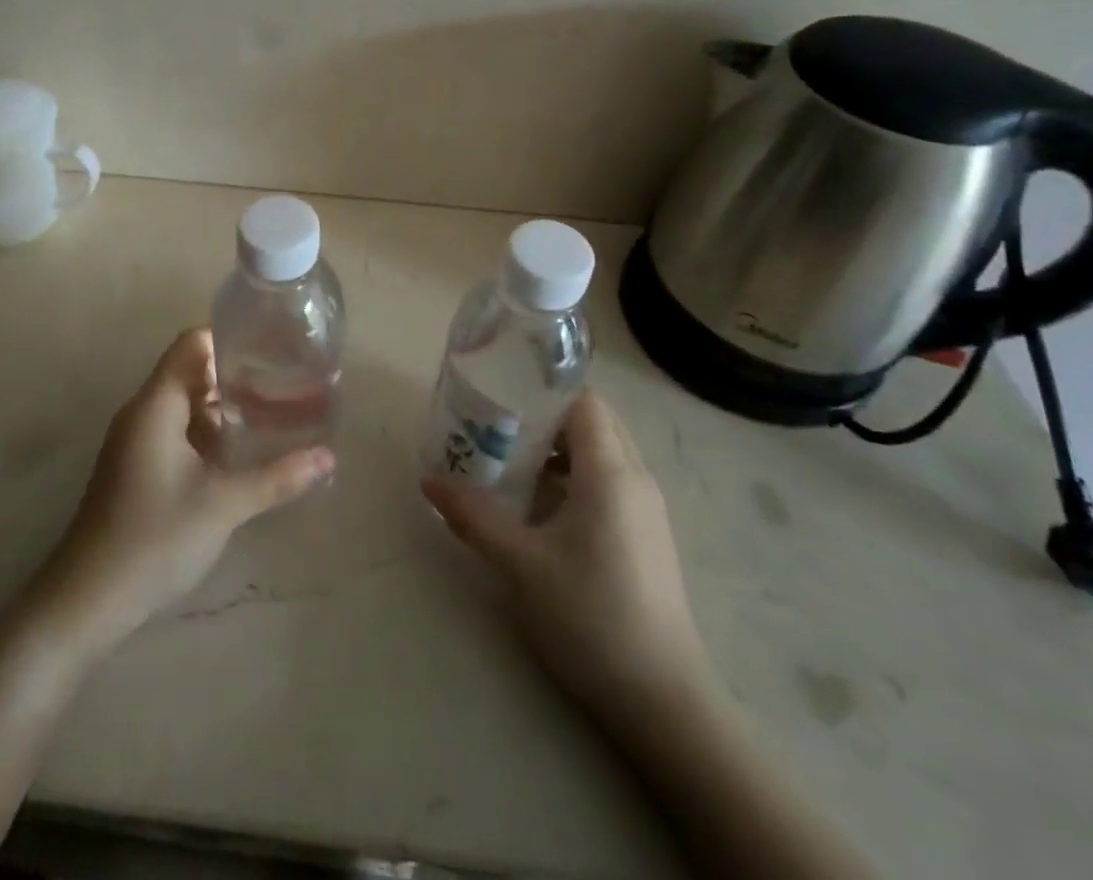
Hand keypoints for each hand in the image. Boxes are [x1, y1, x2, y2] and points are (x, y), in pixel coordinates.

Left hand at [32, 329, 333, 653]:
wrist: (87, 601)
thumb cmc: (154, 538)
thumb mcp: (224, 505)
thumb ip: (278, 477)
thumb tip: (329, 457)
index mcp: (156, 405)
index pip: (192, 343)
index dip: (230, 339)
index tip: (272, 350)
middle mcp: (142, 412)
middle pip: (191, 370)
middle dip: (235, 374)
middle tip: (283, 383)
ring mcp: (136, 440)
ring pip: (185, 403)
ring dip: (223, 406)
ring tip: (271, 413)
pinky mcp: (137, 466)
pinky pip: (176, 429)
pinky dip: (207, 431)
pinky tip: (239, 453)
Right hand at [422, 394, 711, 724]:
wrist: (663, 701)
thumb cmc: (590, 617)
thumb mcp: (520, 564)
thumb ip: (473, 516)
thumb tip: (429, 481)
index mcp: (611, 472)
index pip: (583, 401)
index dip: (543, 390)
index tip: (501, 396)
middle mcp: (637, 478)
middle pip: (593, 422)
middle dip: (546, 418)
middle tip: (497, 427)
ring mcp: (647, 508)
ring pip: (603, 452)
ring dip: (560, 449)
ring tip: (511, 462)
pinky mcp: (648, 535)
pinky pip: (610, 481)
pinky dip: (576, 476)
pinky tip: (542, 506)